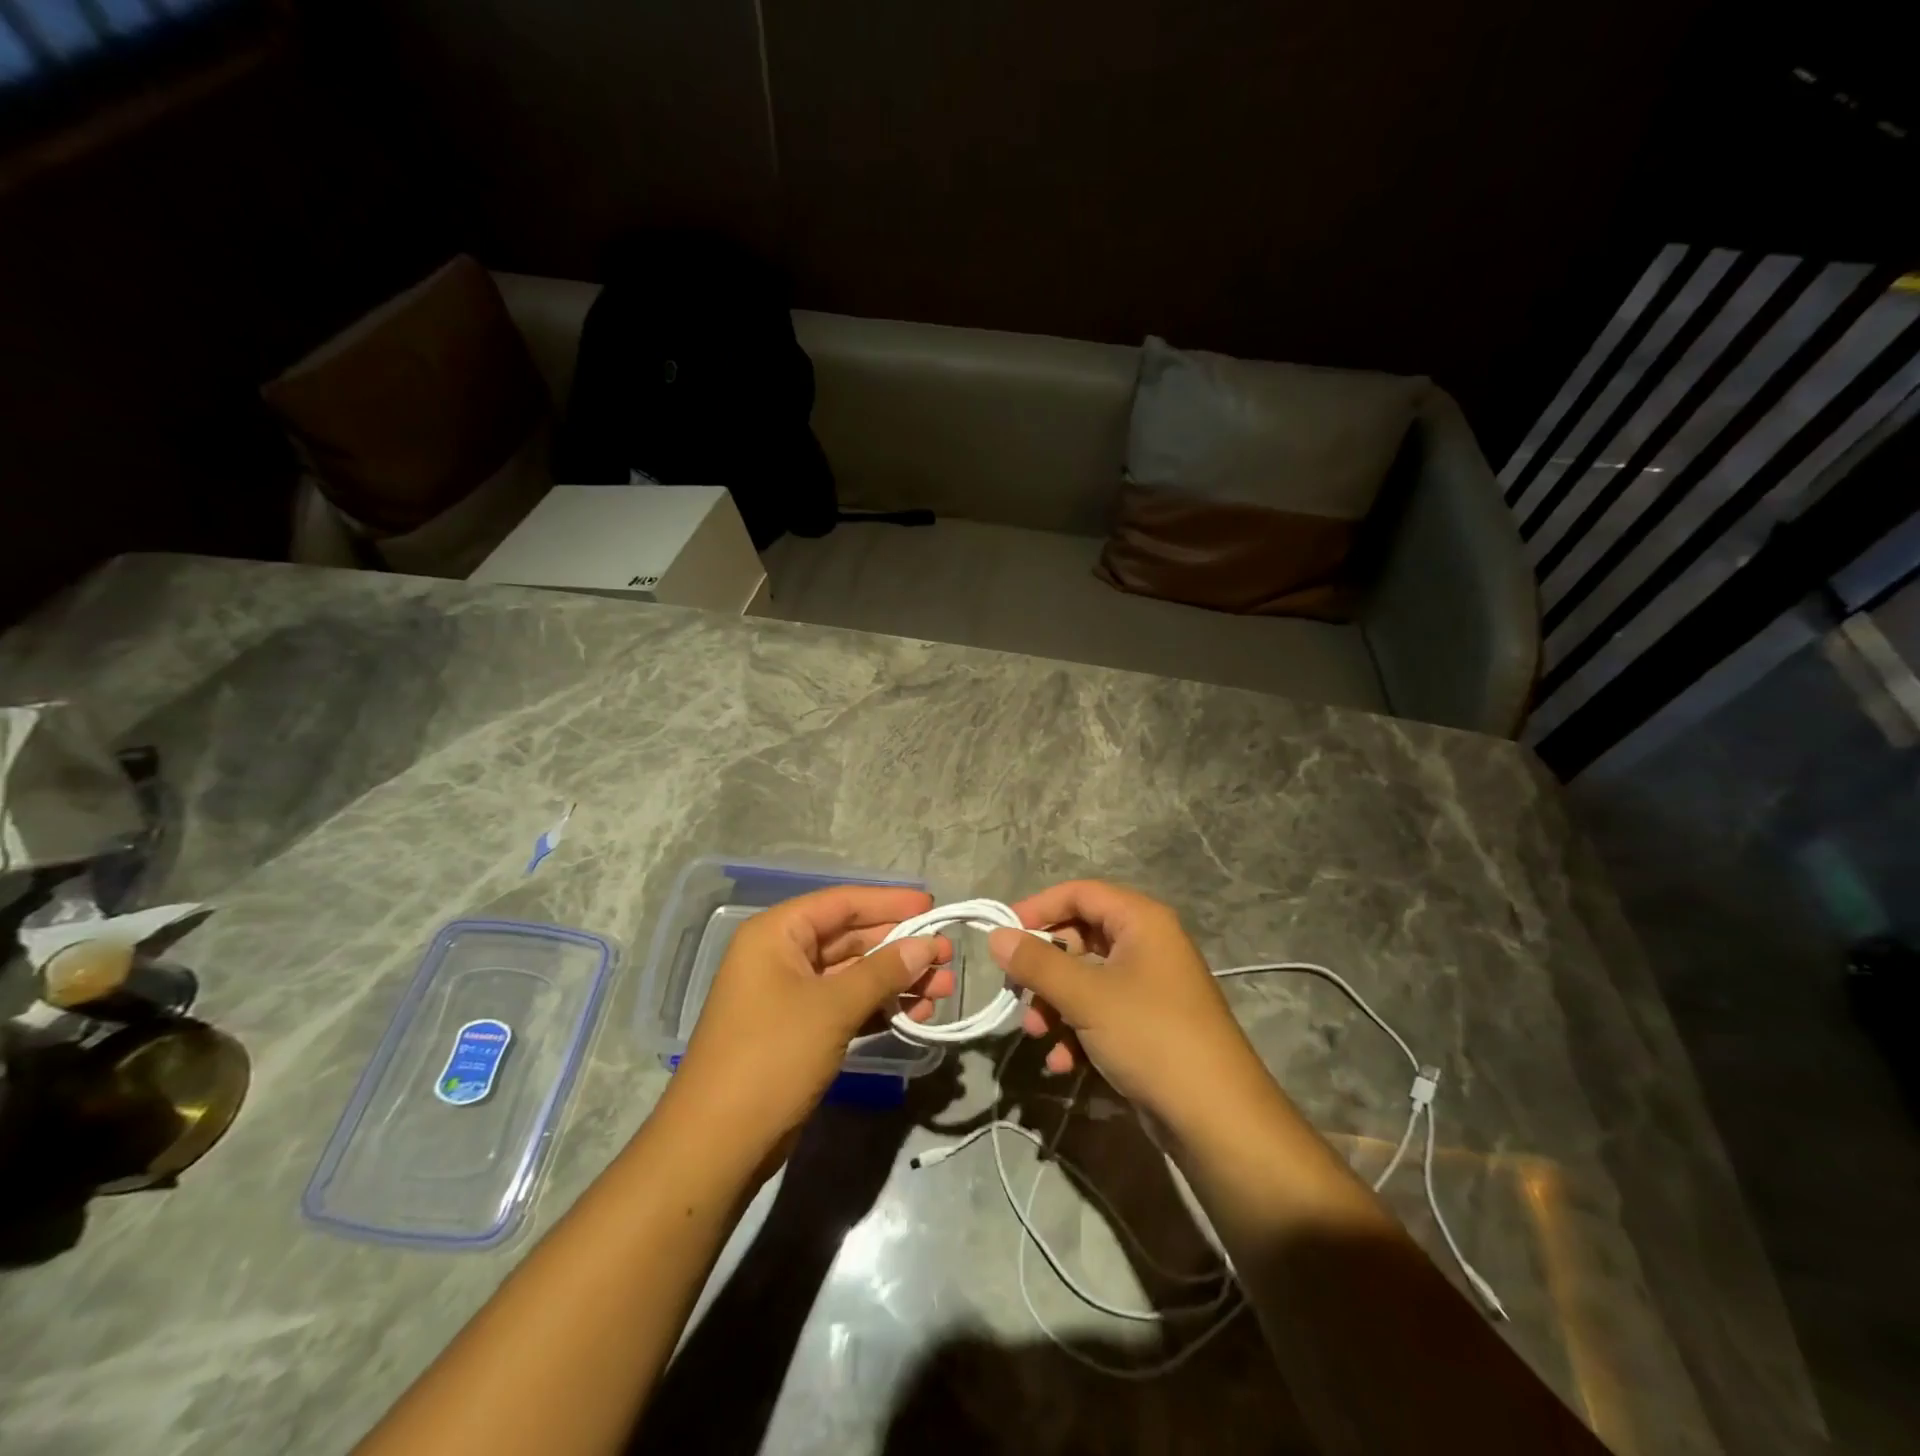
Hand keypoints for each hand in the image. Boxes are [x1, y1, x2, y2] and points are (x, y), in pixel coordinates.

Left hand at [671, 886, 953, 1159]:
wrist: (718, 1144)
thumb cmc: (771, 1057)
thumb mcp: (833, 1008)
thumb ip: (883, 971)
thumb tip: (928, 945)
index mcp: (776, 934)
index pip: (841, 903)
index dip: (889, 902)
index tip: (933, 907)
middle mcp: (781, 956)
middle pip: (850, 937)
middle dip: (899, 947)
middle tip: (947, 956)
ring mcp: (789, 995)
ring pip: (853, 974)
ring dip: (896, 980)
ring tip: (942, 990)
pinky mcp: (799, 1030)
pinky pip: (846, 1004)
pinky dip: (879, 1007)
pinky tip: (916, 1014)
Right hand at [987, 880, 1271, 1127]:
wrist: (1217, 1118)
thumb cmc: (1150, 1036)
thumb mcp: (1085, 996)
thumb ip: (1037, 962)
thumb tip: (995, 936)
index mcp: (1141, 920)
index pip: (1079, 893)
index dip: (1037, 908)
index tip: (1002, 936)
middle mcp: (1147, 944)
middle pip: (1079, 938)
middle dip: (1044, 969)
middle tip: (1016, 994)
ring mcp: (1149, 986)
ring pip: (1085, 980)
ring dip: (1055, 1006)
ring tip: (1039, 1036)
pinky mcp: (1148, 1024)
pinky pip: (1101, 1012)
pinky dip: (1077, 1032)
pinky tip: (1064, 1064)